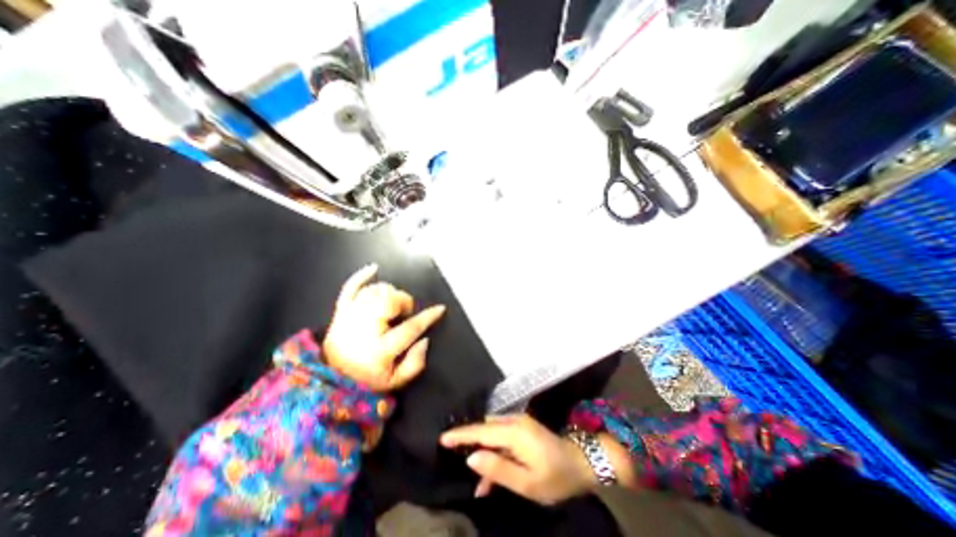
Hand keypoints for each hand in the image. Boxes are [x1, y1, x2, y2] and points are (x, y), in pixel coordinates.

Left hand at [320, 267, 441, 391]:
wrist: (330, 381)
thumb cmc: (367, 381)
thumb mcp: (396, 382)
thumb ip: (415, 364)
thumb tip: (425, 340)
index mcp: (379, 349)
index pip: (410, 328)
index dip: (428, 316)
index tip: (440, 308)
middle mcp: (364, 330)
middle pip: (389, 302)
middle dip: (404, 301)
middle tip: (406, 311)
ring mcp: (350, 318)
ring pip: (374, 292)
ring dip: (389, 293)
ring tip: (393, 302)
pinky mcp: (340, 312)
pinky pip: (349, 288)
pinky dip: (361, 276)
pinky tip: (374, 268)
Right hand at [441, 413, 594, 505]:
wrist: (580, 462)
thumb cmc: (555, 476)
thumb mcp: (527, 482)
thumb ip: (497, 469)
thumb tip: (471, 458)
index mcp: (514, 432)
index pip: (481, 431)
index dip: (461, 434)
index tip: (442, 437)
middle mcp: (514, 421)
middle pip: (485, 429)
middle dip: (469, 441)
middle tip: (452, 455)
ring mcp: (519, 423)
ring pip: (492, 433)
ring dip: (483, 451)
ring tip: (477, 480)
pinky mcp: (522, 428)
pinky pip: (501, 436)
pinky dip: (494, 452)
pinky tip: (491, 475)